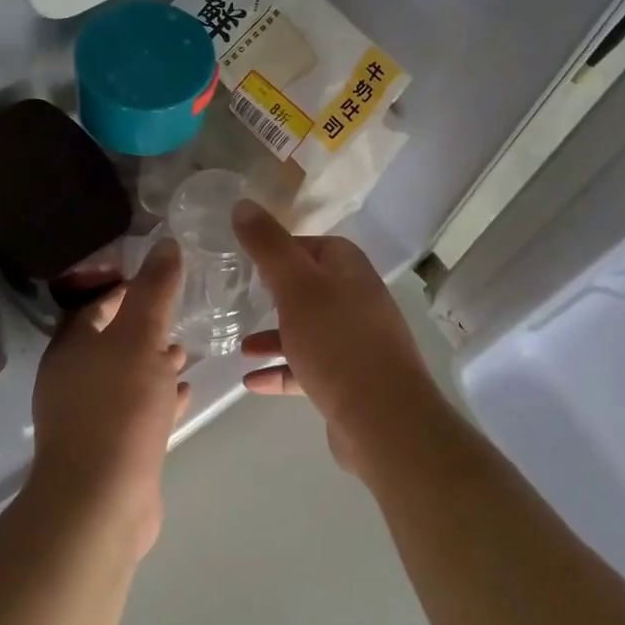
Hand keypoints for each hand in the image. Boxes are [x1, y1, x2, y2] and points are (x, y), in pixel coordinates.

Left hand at [27, 240, 188, 556]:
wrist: (101, 500)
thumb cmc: (118, 407)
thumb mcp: (140, 337)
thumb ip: (154, 290)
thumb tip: (165, 243)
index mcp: (72, 347)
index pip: (96, 305)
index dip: (126, 288)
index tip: (161, 276)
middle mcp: (74, 378)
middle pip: (111, 341)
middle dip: (143, 327)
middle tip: (178, 313)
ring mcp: (90, 416)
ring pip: (126, 377)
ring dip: (153, 363)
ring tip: (184, 351)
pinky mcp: (111, 448)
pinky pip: (137, 411)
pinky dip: (159, 398)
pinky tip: (185, 393)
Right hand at [232, 201, 448, 475]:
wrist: (383, 419)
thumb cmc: (337, 342)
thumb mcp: (295, 286)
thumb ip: (268, 246)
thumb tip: (243, 204)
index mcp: (351, 272)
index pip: (316, 245)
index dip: (283, 248)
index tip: (249, 259)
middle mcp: (358, 302)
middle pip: (311, 288)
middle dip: (275, 294)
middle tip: (242, 297)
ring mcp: (356, 344)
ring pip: (309, 331)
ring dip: (275, 336)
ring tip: (240, 348)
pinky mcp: (350, 381)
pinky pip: (309, 368)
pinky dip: (282, 371)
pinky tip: (252, 382)